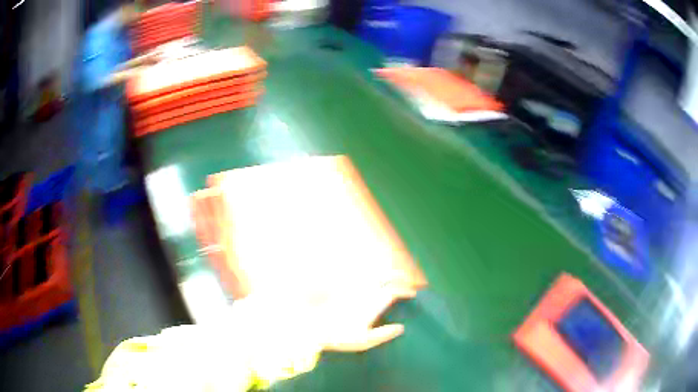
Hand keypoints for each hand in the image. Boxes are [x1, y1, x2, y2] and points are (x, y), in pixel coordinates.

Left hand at [317, 282, 416, 351]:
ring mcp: (354, 290)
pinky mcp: (344, 290)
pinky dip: (370, 278)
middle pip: (385, 279)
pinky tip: (373, 282)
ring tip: (394, 280)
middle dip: (399, 279)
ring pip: (373, 277)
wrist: (313, 327)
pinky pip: (360, 279)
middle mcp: (364, 293)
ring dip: (386, 277)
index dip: (405, 290)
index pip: (393, 291)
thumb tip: (401, 328)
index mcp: (372, 304)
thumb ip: (383, 334)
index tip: (413, 293)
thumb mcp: (363, 341)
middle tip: (407, 283)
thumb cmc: (339, 337)